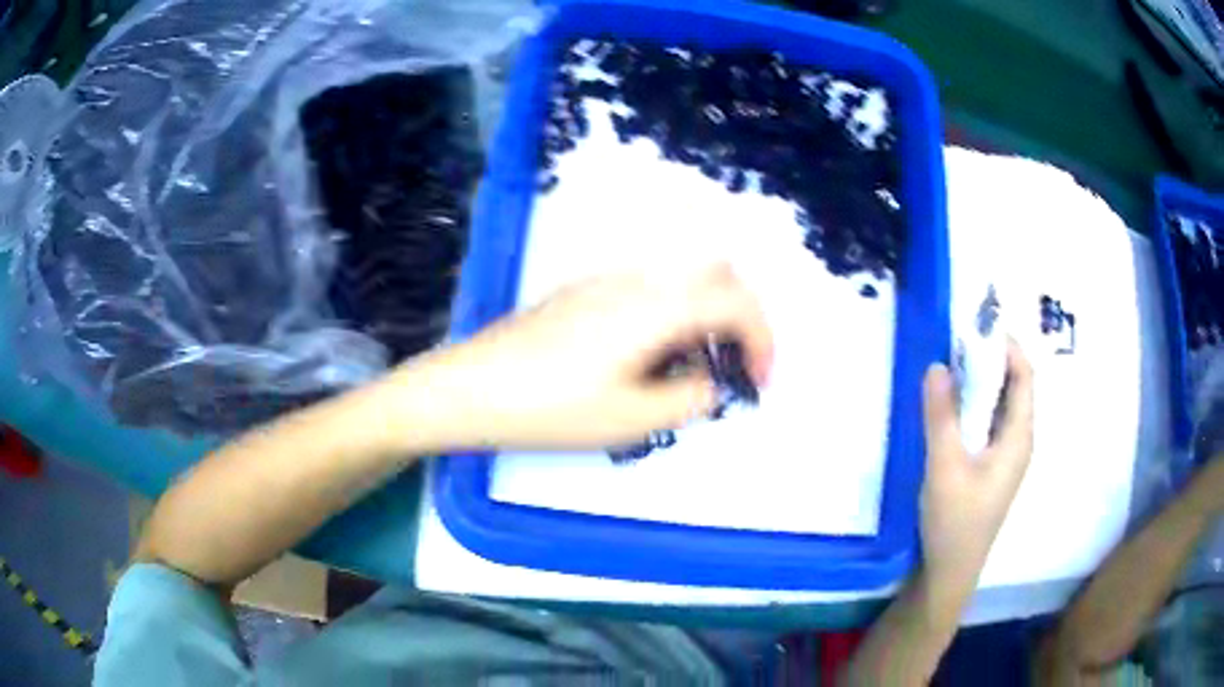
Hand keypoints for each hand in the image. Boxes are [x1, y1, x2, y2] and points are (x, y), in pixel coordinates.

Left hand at [397, 263, 773, 450]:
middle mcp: (637, 280)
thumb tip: (711, 383)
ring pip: (681, 279)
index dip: (763, 339)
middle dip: (741, 317)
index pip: (736, 301)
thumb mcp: (630, 419)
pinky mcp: (584, 292)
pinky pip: (649, 289)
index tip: (758, 382)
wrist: (472, 387)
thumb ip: (688, 398)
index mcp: (657, 306)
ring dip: (706, 315)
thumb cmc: (550, 408)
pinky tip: (647, 358)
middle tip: (735, 367)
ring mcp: (607, 281)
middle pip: (716, 274)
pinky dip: (673, 314)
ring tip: (691, 369)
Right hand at [919, 341, 1033, 583]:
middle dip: (993, 359)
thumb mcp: (945, 466)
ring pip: (1001, 406)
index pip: (1024, 377)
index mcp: (1019, 437)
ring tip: (953, 363)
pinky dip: (975, 404)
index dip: (1008, 347)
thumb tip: (937, 365)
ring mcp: (1006, 456)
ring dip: (982, 381)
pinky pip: (989, 423)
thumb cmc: (955, 520)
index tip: (980, 324)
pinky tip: (953, 406)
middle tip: (960, 339)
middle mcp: (1019, 441)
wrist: (951, 570)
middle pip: (1015, 388)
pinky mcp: (991, 468)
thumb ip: (941, 416)